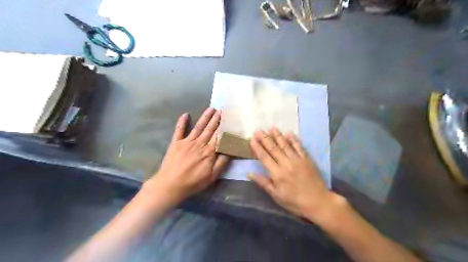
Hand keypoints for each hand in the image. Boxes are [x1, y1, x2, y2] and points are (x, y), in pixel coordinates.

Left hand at [144, 108, 229, 206]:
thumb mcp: (212, 176)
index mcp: (209, 151)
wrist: (170, 185)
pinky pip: (179, 130)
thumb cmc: (193, 182)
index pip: (219, 136)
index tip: (229, 118)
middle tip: (222, 109)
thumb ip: (222, 162)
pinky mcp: (176, 143)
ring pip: (198, 127)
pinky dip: (181, 122)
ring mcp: (187, 141)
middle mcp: (199, 143)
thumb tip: (230, 149)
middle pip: (210, 129)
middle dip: (216, 119)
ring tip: (211, 108)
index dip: (224, 126)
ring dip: (205, 117)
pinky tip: (185, 114)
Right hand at [250, 127, 338, 221]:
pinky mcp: (307, 159)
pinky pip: (299, 147)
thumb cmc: (295, 201)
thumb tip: (250, 173)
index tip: (252, 139)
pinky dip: (294, 140)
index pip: (264, 157)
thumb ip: (263, 183)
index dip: (257, 147)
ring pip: (285, 145)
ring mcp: (297, 160)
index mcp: (277, 173)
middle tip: (259, 130)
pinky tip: (289, 133)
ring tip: (272, 128)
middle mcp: (286, 163)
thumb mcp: (276, 196)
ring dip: (278, 136)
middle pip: (273, 148)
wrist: (318, 202)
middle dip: (265, 139)